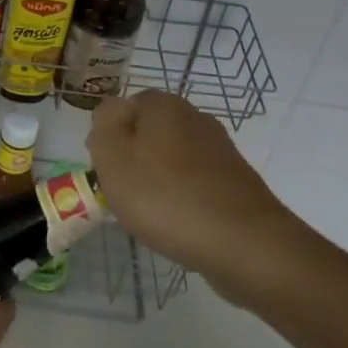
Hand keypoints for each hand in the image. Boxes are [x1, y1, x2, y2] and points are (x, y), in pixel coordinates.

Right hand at [86, 90, 302, 298]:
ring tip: (151, 215)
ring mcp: (219, 149)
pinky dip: (182, 199)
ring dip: (157, 182)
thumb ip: (103, 125)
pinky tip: (179, 224)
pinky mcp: (235, 181)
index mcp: (163, 104)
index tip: (106, 171)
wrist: (243, 243)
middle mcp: (194, 117)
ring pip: (171, 159)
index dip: (108, 139)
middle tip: (123, 195)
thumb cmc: (165, 197)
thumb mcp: (113, 157)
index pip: (122, 109)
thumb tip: (111, 111)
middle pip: (148, 134)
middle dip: (133, 161)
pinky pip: (194, 184)